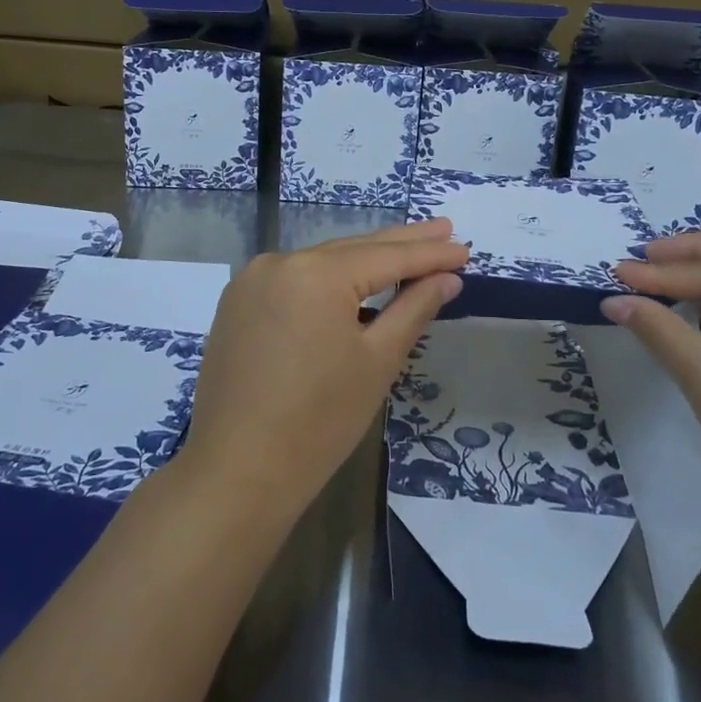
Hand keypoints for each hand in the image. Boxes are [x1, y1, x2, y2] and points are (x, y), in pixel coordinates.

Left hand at [180, 220, 467, 515]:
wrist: (236, 472)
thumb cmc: (318, 422)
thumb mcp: (377, 362)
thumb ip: (413, 310)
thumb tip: (446, 279)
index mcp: (315, 273)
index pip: (386, 257)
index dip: (429, 254)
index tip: (464, 247)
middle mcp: (279, 263)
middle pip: (352, 250)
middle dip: (401, 243)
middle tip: (445, 229)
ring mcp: (252, 282)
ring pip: (322, 263)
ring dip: (365, 260)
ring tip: (408, 252)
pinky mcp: (238, 304)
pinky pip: (295, 280)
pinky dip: (329, 280)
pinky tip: (355, 283)